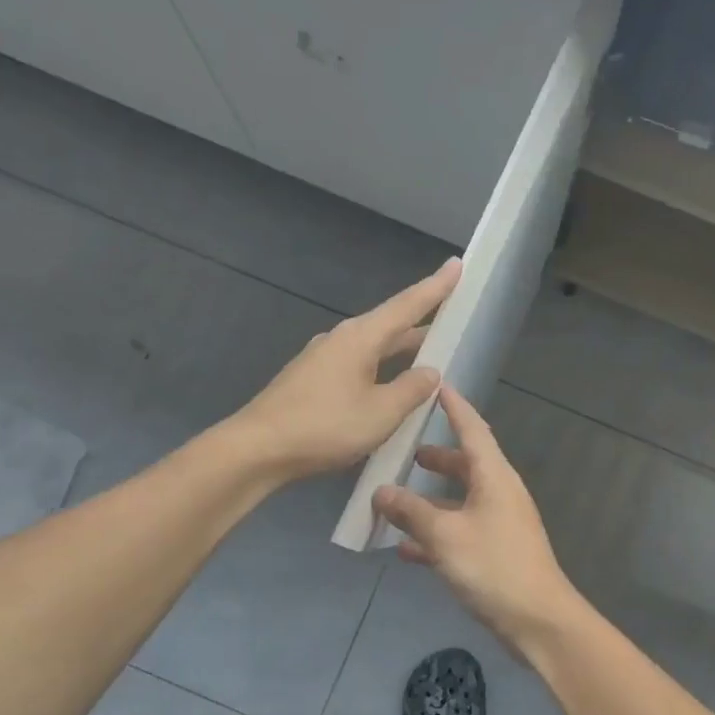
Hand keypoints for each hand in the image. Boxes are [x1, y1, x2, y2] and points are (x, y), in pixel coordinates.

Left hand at [234, 259, 459, 477]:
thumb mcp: (381, 412)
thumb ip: (411, 389)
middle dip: (421, 323)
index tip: (457, 265)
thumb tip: (430, 371)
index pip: (407, 306)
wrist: (258, 449)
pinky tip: (386, 387)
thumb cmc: (325, 427)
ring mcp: (321, 359)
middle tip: (450, 317)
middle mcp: (340, 339)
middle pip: (389, 325)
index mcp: (360, 338)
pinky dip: (379, 369)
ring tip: (426, 355)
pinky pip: (356, 366)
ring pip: (372, 348)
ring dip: (400, 350)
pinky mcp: (310, 381)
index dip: (435, 288)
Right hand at [372, 387, 581, 653]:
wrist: (538, 621)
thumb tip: (381, 491)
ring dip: (429, 500)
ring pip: (459, 501)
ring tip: (393, 499)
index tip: (437, 386)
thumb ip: (411, 512)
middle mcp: (499, 493)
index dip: (454, 408)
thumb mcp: (445, 536)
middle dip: (435, 458)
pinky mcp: (494, 552)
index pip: (473, 429)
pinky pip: (459, 531)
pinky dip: (435, 533)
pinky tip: (405, 548)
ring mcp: (499, 524)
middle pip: (465, 465)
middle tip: (404, 452)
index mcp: (494, 477)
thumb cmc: (493, 567)